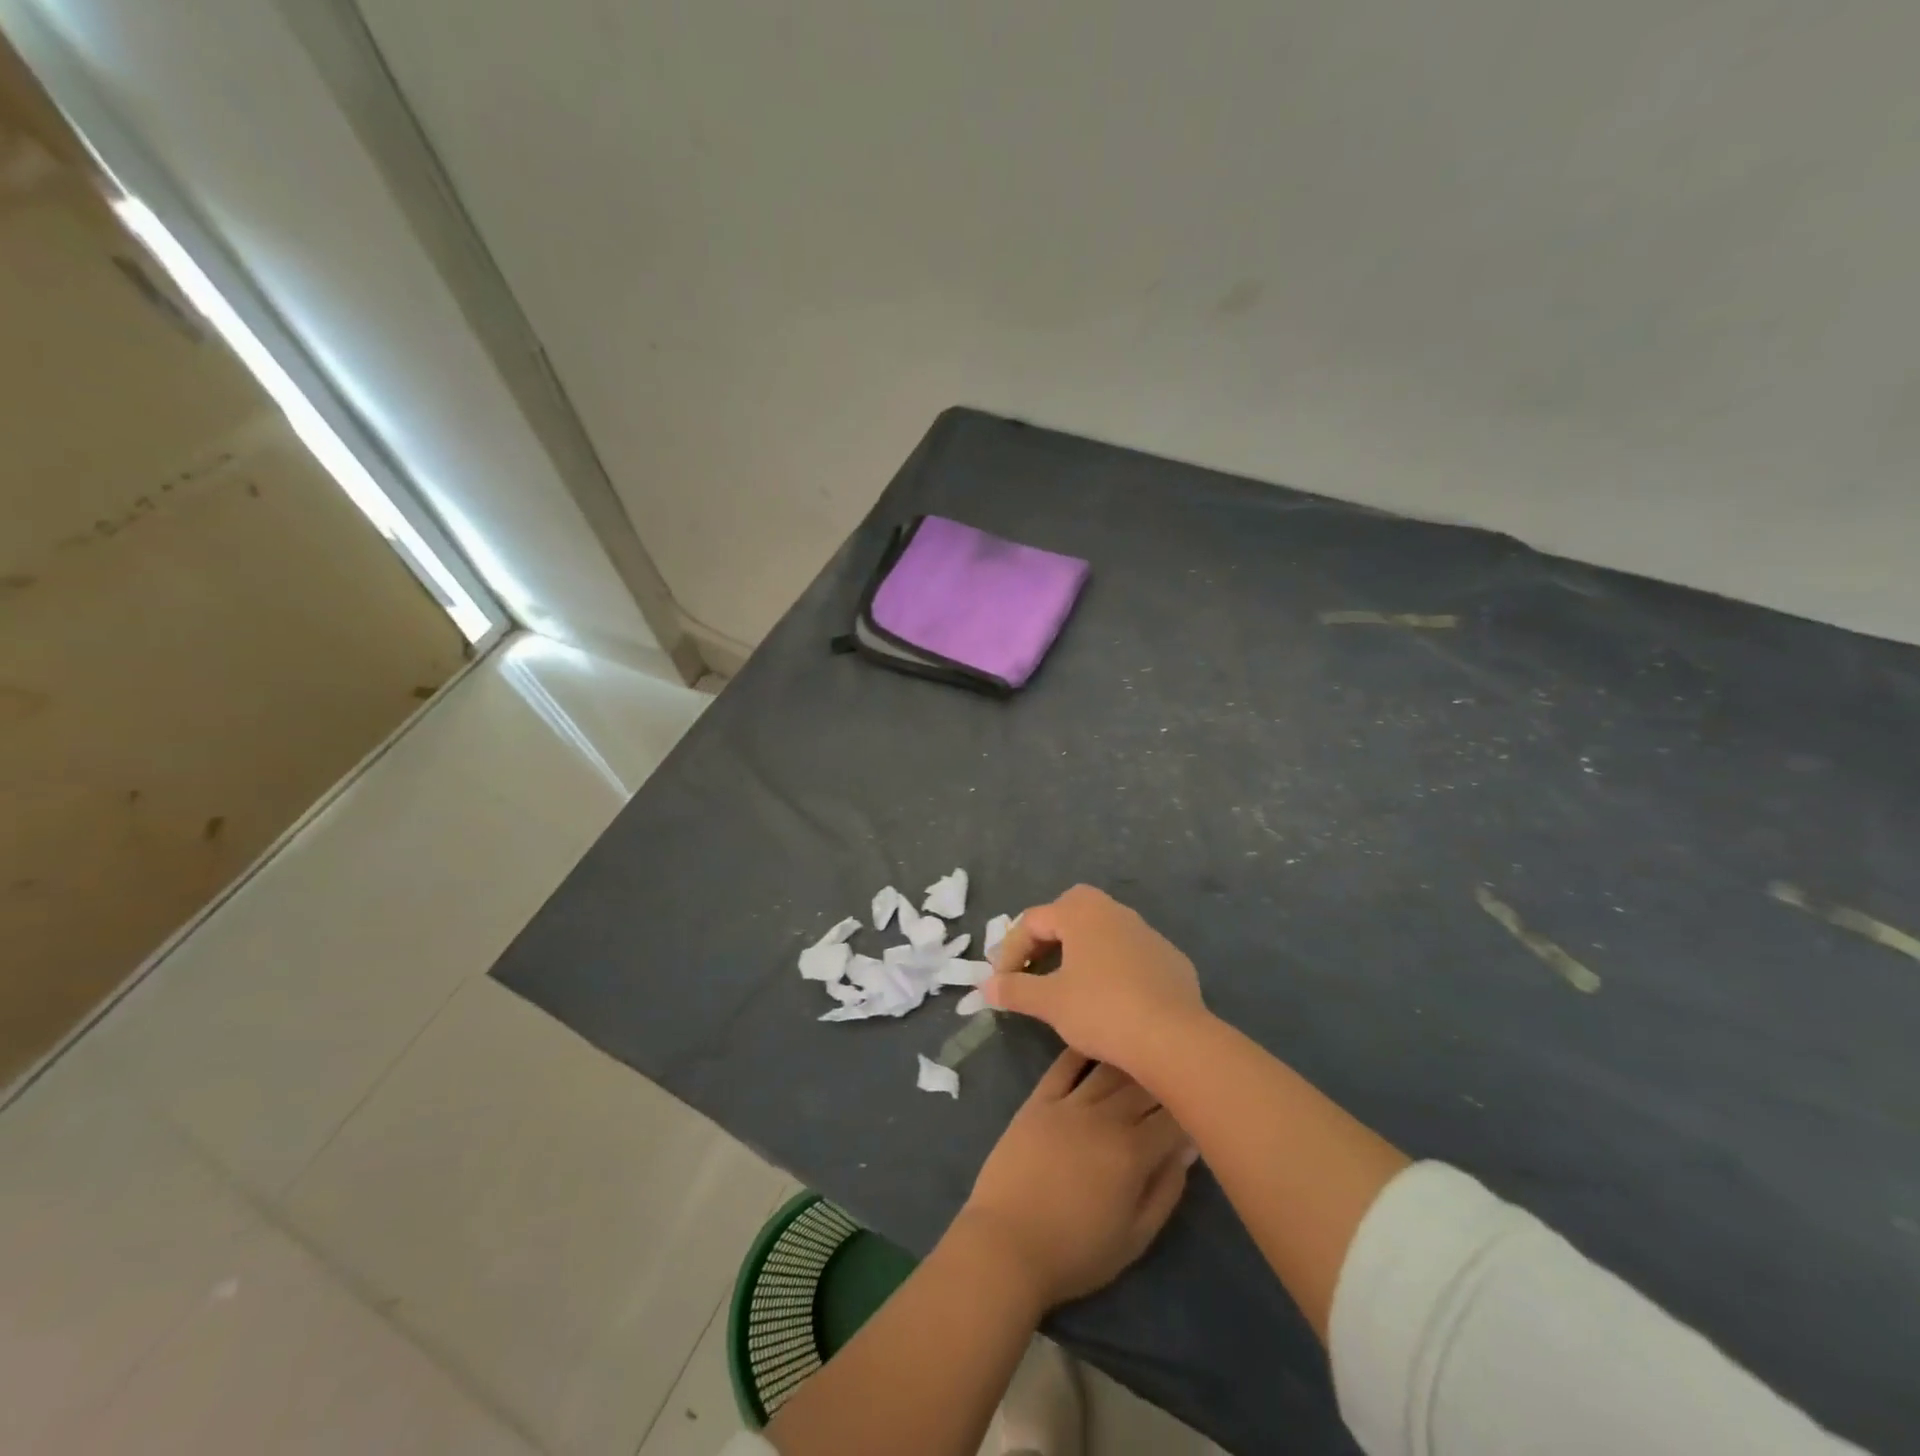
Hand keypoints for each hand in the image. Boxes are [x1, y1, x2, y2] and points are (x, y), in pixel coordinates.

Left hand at [954, 1050, 1194, 1311]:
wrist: (1006, 1243)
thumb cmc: (1076, 1252)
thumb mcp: (1135, 1238)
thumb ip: (1166, 1190)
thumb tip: (1188, 1149)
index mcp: (1133, 1152)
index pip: (1174, 1116)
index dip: (1192, 1107)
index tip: (1201, 1101)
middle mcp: (1105, 1117)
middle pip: (1143, 1085)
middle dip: (1165, 1077)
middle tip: (1177, 1071)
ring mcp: (1069, 1103)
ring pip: (1108, 1069)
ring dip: (1130, 1058)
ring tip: (1145, 1050)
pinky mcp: (1039, 1099)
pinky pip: (1065, 1065)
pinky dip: (1083, 1051)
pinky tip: (1096, 1037)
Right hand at [984, 886, 1207, 1077]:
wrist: (1173, 1037)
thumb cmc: (1102, 1010)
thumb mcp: (1050, 1002)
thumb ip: (1015, 989)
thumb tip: (986, 986)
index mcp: (1081, 912)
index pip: (1033, 921)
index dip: (1011, 950)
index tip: (1002, 982)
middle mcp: (1114, 912)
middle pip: (1069, 910)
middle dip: (1046, 935)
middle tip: (1033, 966)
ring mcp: (1146, 933)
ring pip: (1103, 930)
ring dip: (1080, 950)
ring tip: (1068, 982)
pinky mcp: (1170, 958)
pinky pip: (1129, 953)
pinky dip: (1111, 966)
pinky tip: (1110, 997)